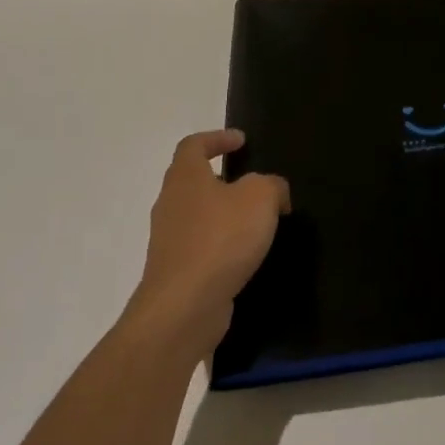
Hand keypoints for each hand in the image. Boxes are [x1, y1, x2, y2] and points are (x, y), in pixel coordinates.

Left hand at [120, 130, 289, 366]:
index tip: (241, 141)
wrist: (184, 306)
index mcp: (185, 178)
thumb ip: (272, 185)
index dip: (217, 138)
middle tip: (254, 182)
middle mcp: (170, 204)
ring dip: (224, 213)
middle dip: (222, 178)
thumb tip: (274, 192)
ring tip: (257, 221)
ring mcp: (170, 240)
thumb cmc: (221, 239)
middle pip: (192, 180)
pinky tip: (246, 255)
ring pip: (198, 215)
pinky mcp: (177, 271)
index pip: (193, 145)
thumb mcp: (260, 198)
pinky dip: (223, 244)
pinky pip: (202, 246)